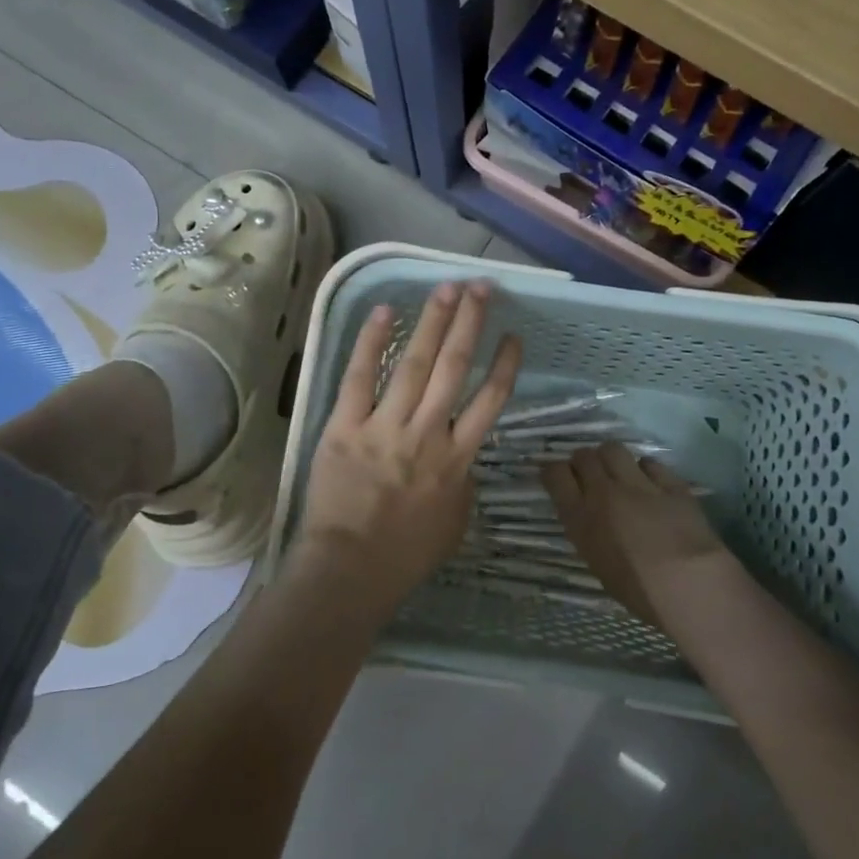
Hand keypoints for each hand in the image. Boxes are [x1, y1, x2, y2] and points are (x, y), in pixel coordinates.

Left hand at [295, 282, 521, 613]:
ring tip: (447, 288)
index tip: (512, 335)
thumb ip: (463, 483)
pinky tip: (385, 311)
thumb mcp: (455, 523)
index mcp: (458, 459)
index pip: (490, 400)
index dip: (504, 364)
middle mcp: (427, 434)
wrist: (349, 570)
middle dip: (471, 323)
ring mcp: (385, 427)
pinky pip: (360, 377)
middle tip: (481, 287)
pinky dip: (371, 342)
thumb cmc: (406, 554)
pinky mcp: (345, 427)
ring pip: (415, 364)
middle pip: (455, 367)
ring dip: (433, 322)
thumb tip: (462, 456)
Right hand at [543, 443, 735, 625]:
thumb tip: (591, 517)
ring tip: (619, 472)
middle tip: (590, 474)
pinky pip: (650, 463)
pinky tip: (651, 482)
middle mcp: (604, 493)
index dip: (554, 472)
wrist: (689, 584)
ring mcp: (638, 484)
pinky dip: (646, 470)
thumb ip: (589, 532)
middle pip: (584, 456)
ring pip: (613, 449)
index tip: (558, 477)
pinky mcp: (670, 482)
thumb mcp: (598, 563)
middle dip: (583, 461)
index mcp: (581, 518)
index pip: (555, 475)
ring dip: (611, 458)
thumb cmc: (639, 591)